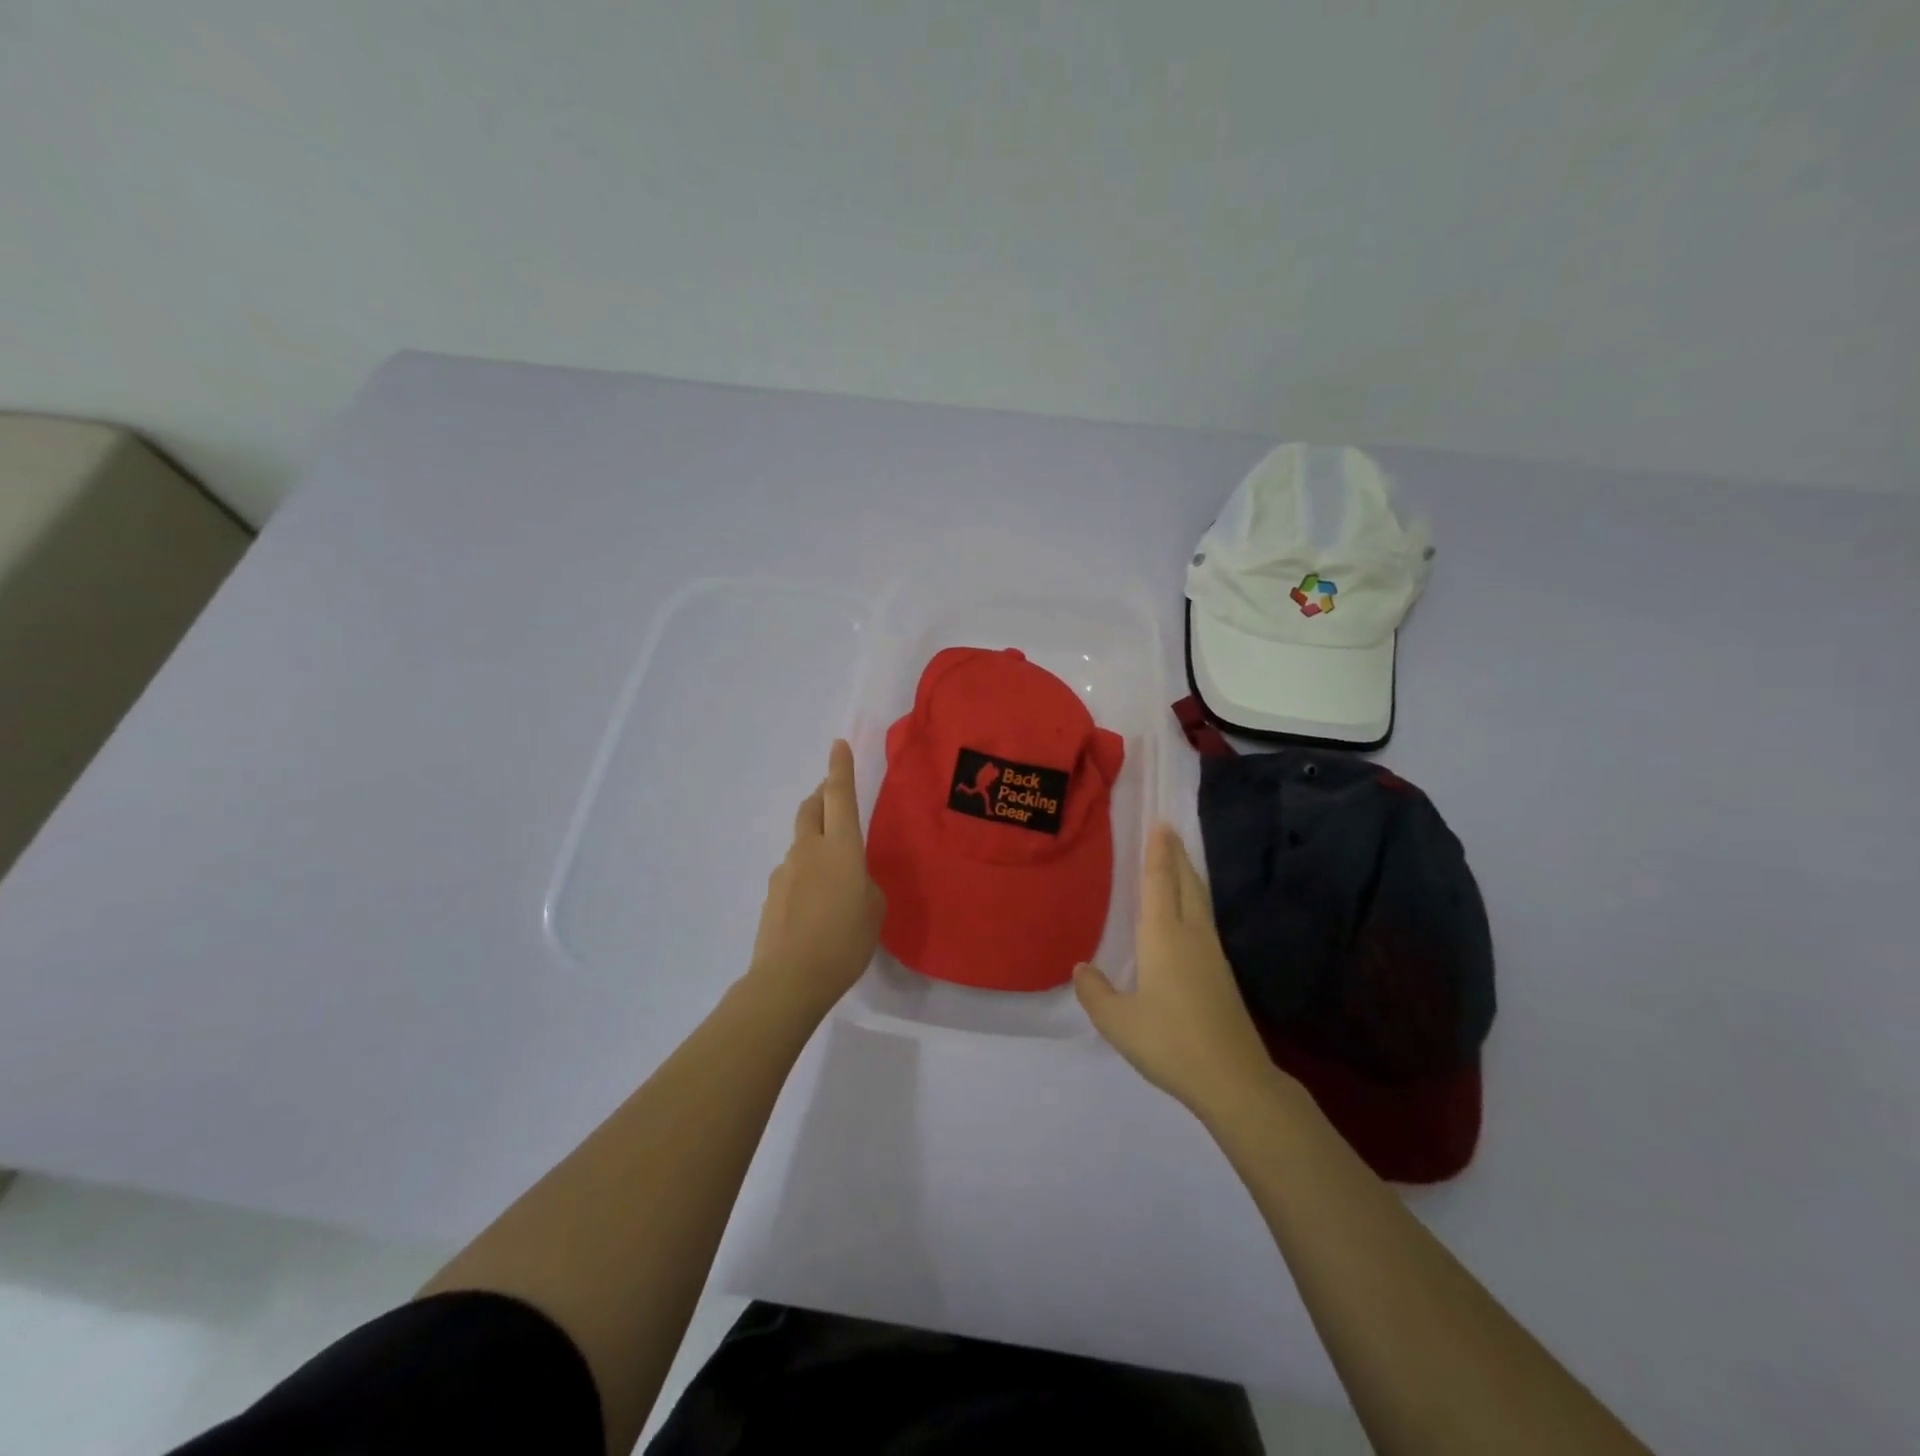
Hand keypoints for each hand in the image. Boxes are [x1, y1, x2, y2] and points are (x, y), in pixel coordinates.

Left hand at [745, 740, 885, 1020]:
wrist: (789, 979)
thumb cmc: (845, 941)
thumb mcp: (874, 909)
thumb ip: (864, 884)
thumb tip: (850, 879)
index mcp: (841, 847)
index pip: (840, 795)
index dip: (840, 768)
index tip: (838, 745)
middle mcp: (809, 849)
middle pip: (812, 809)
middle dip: (822, 796)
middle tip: (832, 796)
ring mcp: (785, 871)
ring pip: (801, 842)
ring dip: (815, 841)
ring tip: (832, 874)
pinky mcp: (771, 895)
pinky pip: (793, 873)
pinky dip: (805, 875)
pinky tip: (814, 905)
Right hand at [1074, 822, 1285, 1121]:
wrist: (1232, 1078)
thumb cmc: (1169, 1042)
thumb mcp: (1117, 1022)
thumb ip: (1095, 992)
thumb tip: (1083, 968)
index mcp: (1163, 937)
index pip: (1159, 883)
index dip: (1158, 853)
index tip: (1160, 824)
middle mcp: (1191, 935)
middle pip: (1186, 883)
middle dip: (1176, 855)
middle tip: (1168, 830)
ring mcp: (1212, 953)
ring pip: (1200, 900)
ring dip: (1188, 874)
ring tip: (1179, 860)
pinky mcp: (1222, 972)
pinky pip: (1205, 919)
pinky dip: (1195, 899)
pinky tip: (1189, 912)